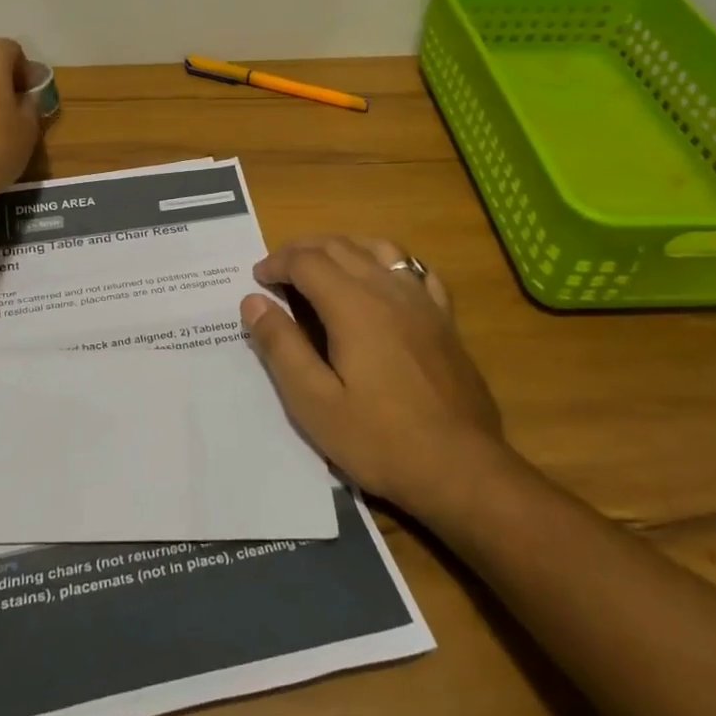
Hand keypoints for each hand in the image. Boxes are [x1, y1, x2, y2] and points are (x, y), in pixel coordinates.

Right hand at [241, 235, 506, 518]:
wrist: (462, 468)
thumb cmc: (380, 440)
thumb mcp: (314, 403)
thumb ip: (281, 347)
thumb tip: (253, 302)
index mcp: (353, 307)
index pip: (307, 262)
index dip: (277, 263)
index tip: (258, 279)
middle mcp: (388, 290)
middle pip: (340, 246)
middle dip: (303, 250)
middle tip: (279, 269)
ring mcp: (423, 302)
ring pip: (379, 249)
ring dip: (344, 247)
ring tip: (323, 264)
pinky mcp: (445, 320)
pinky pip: (416, 271)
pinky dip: (388, 262)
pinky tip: (382, 279)